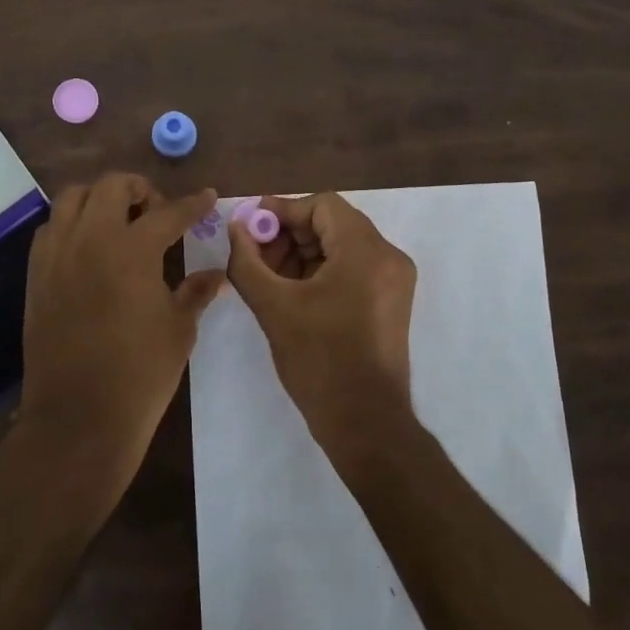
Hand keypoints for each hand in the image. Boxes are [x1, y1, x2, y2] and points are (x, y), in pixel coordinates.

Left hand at [18, 174, 224, 484]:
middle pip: (112, 186)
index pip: (169, 212)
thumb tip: (216, 273)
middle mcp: (90, 239)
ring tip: (119, 221)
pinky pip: (51, 229)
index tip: (206, 196)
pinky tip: (89, 248)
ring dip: (100, 198)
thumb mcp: (180, 329)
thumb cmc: (140, 374)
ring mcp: (57, 254)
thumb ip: (196, 291)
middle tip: (156, 212)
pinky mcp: (36, 275)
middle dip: (140, 189)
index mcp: (132, 249)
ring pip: (72, 198)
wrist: (79, 417)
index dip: (192, 204)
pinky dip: (72, 224)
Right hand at [223, 192, 417, 459]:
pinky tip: (292, 292)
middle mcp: (388, 256)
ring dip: (303, 253)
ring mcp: (394, 280)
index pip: (322, 205)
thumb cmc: (319, 361)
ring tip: (268, 277)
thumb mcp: (274, 306)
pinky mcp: (391, 301)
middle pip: (333, 223)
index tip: (250, 228)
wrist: (366, 424)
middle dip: (289, 234)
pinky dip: (321, 271)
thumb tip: (235, 226)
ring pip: (341, 246)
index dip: (282, 211)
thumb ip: (247, 261)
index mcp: (366, 250)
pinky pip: (353, 268)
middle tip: (255, 255)